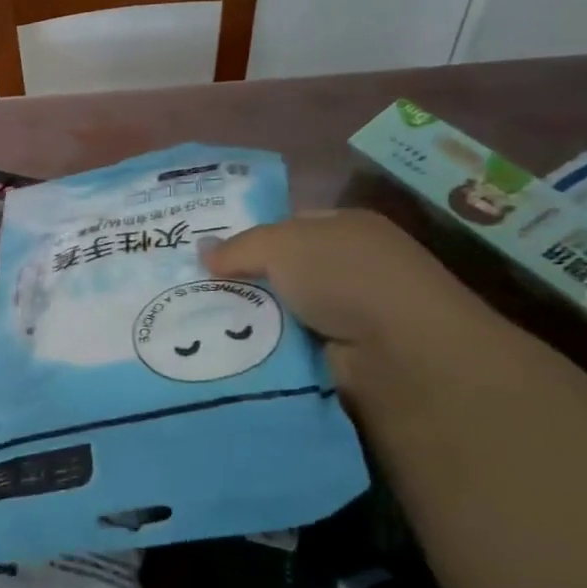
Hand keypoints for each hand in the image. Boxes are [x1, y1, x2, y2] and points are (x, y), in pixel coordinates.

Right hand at [199, 210, 492, 383]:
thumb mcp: (282, 244)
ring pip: (273, 314)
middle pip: (276, 273)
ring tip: (191, 326)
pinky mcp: (336, 360)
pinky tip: (222, 354)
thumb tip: (201, 252)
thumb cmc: (347, 279)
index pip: (287, 227)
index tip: (202, 255)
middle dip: (236, 283)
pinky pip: (280, 350)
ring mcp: (344, 317)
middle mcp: (347, 270)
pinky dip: (257, 353)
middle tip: (185, 292)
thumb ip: (238, 246)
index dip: (246, 237)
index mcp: (345, 229)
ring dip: (241, 322)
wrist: (401, 357)